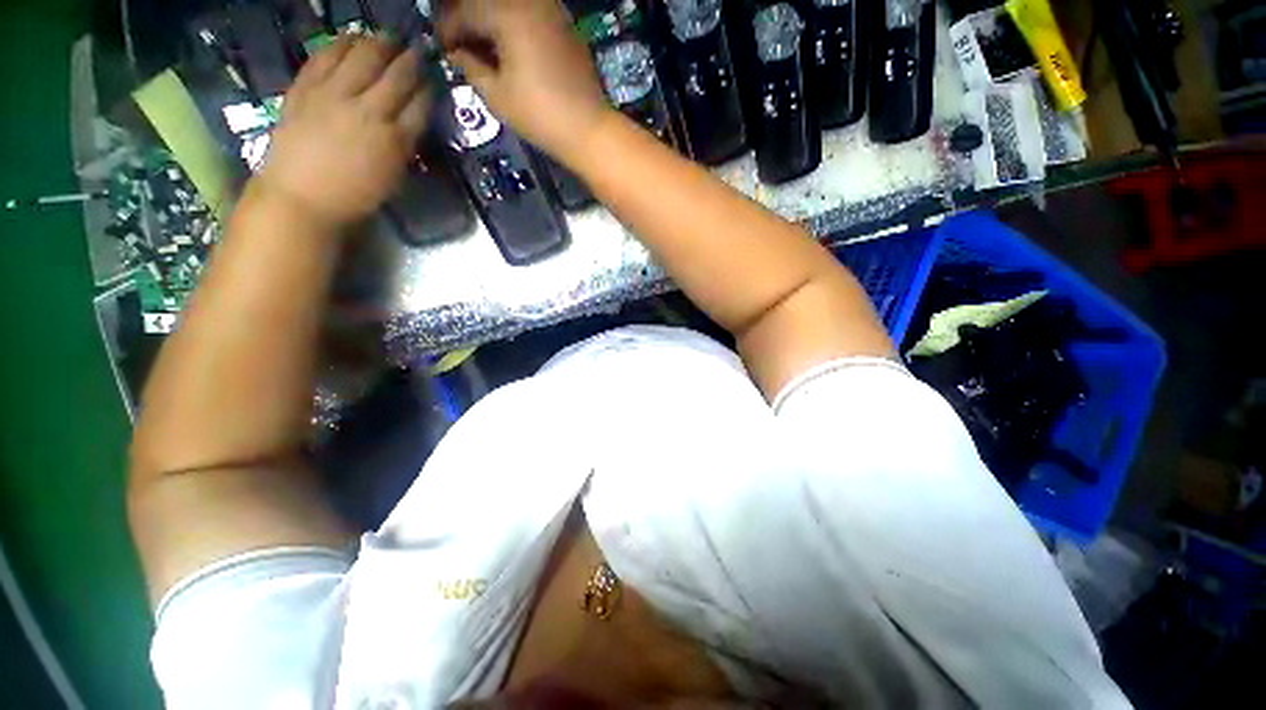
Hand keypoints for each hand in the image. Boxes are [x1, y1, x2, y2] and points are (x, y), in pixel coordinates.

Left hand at [256, 36, 428, 228]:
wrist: (300, 197)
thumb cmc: (354, 196)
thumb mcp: (393, 176)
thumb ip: (405, 145)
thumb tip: (412, 120)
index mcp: (395, 139)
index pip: (421, 104)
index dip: (430, 87)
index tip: (435, 77)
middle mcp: (368, 110)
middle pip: (397, 75)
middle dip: (411, 59)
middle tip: (417, 49)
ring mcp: (333, 95)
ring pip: (363, 56)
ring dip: (379, 43)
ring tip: (387, 38)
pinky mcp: (305, 88)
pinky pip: (326, 56)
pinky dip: (342, 44)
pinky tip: (351, 38)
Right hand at [437, 0, 611, 163]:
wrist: (589, 129)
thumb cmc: (541, 116)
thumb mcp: (497, 96)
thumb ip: (470, 66)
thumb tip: (457, 52)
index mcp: (506, 13)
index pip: (464, 11)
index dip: (447, 29)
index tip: (441, 47)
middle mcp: (529, 1)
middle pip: (486, 1)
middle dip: (467, 18)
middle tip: (458, 42)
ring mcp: (551, 9)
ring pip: (508, 4)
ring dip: (490, 18)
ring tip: (482, 45)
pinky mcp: (565, 24)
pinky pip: (530, 11)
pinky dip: (513, 22)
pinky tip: (509, 45)